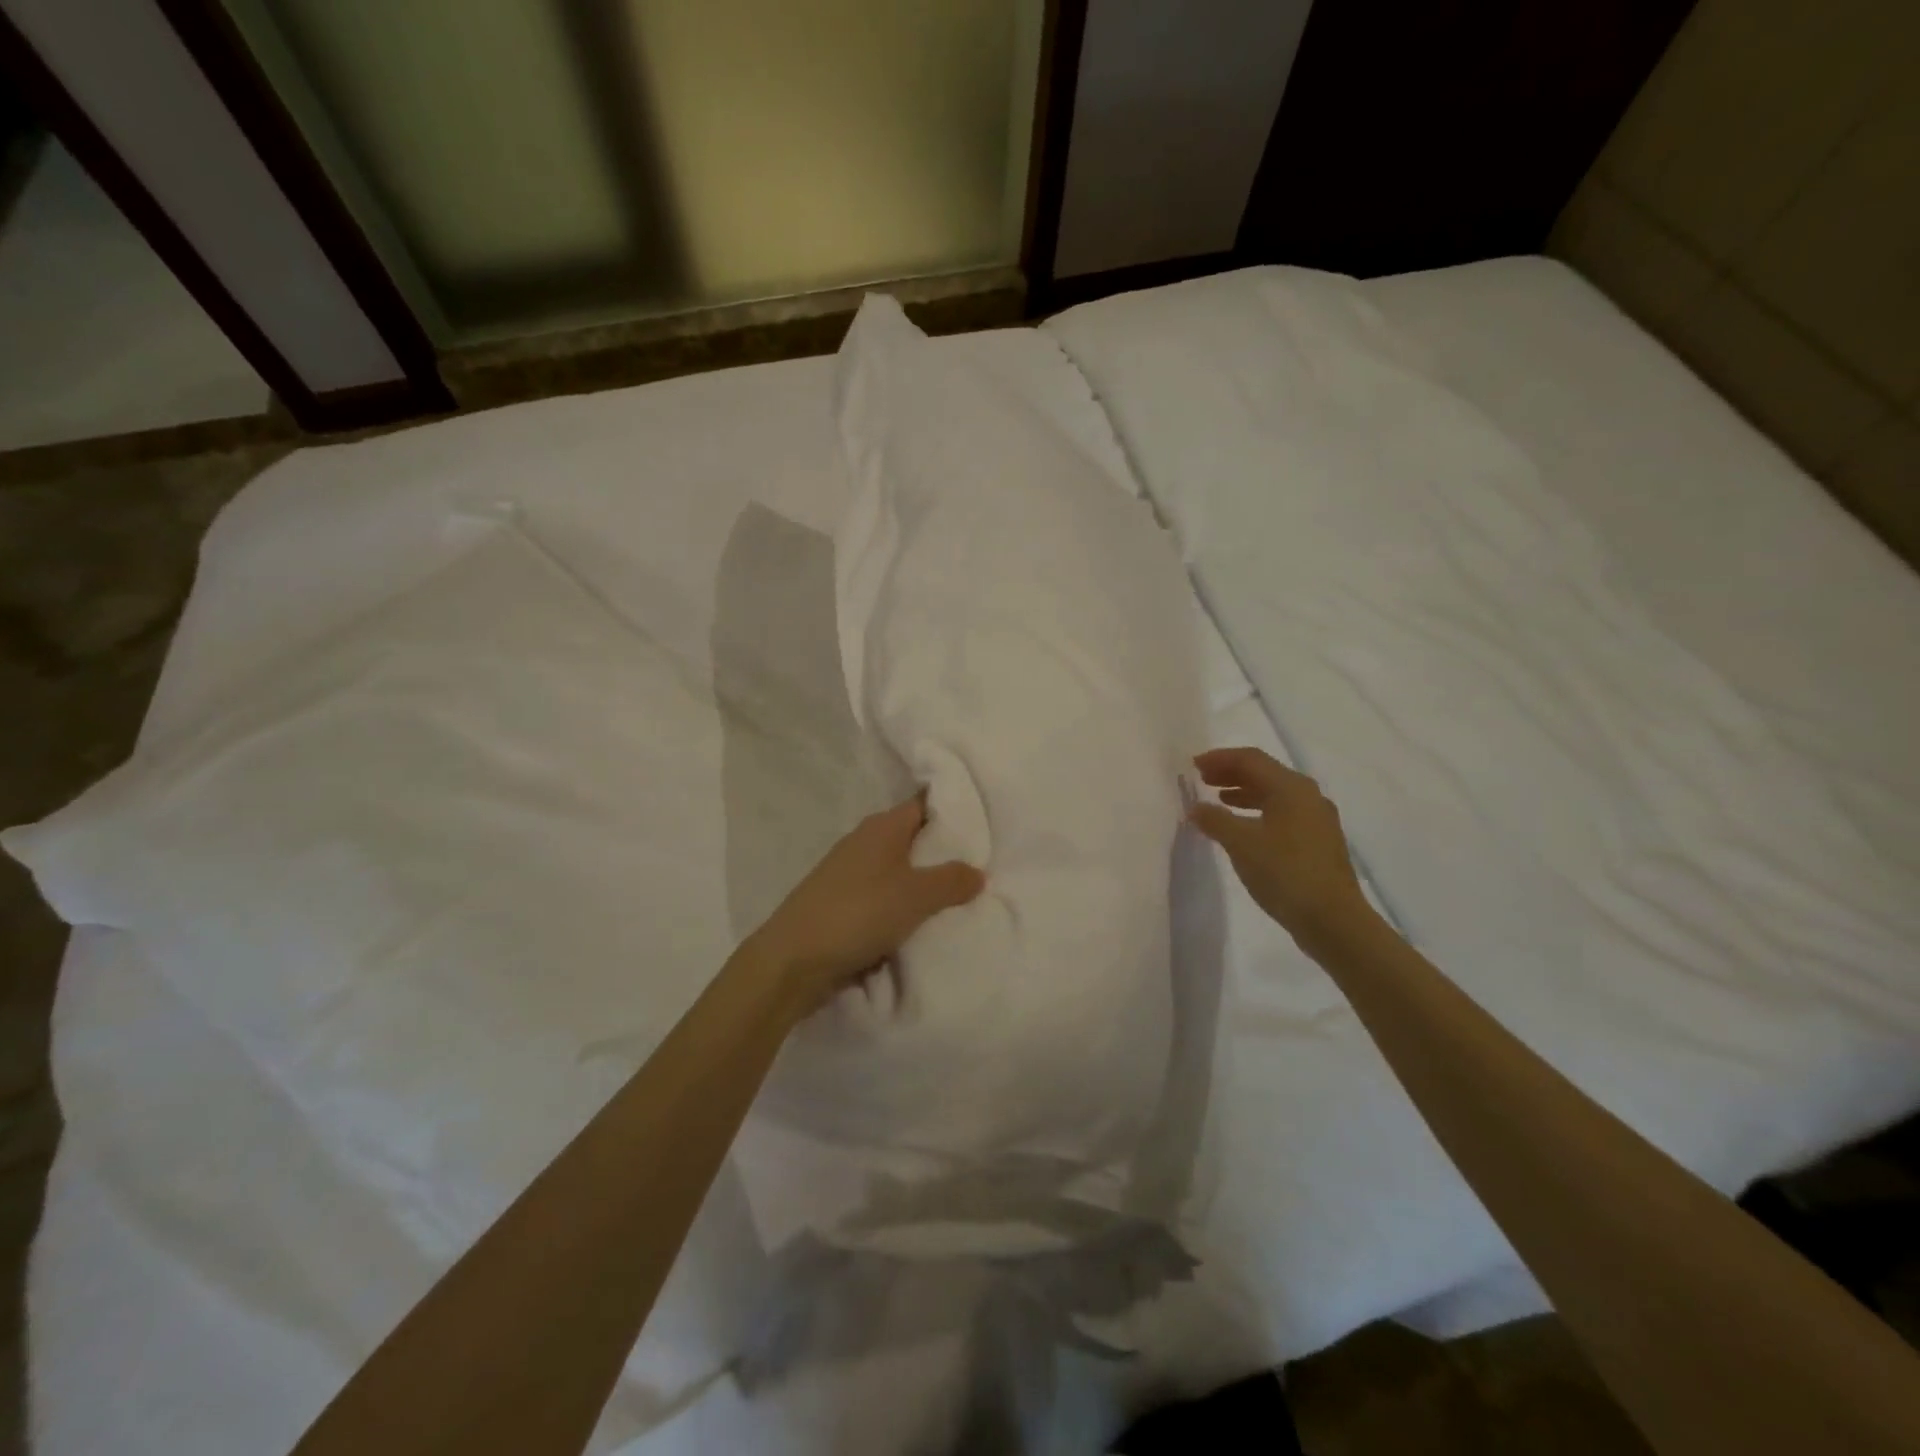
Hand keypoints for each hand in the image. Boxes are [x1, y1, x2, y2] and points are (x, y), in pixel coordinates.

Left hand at [742, 794, 984, 1016]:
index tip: (984, 822)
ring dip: (923, 884)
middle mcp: (864, 842)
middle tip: (982, 865)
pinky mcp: (842, 904)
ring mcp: (850, 874)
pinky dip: (902, 907)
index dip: (953, 809)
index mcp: (882, 827)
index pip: (924, 804)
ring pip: (899, 871)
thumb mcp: (915, 895)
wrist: (793, 960)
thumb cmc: (858, 913)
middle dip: (943, 852)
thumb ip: (951, 880)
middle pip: (913, 838)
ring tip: (960, 899)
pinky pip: (883, 898)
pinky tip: (922, 924)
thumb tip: (978, 871)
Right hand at [1189, 747, 1374, 955]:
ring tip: (1219, 800)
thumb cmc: (1285, 872)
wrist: (1333, 920)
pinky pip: (1283, 814)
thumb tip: (1195, 807)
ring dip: (1244, 793)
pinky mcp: (1318, 842)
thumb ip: (1215, 820)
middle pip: (1265, 773)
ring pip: (1275, 795)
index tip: (1193, 765)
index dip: (1220, 758)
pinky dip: (1258, 813)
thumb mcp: (1241, 844)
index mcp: (1291, 788)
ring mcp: (1317, 820)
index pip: (1251, 759)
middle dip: (1231, 773)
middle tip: (1202, 779)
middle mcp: (1308, 797)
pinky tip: (1244, 829)